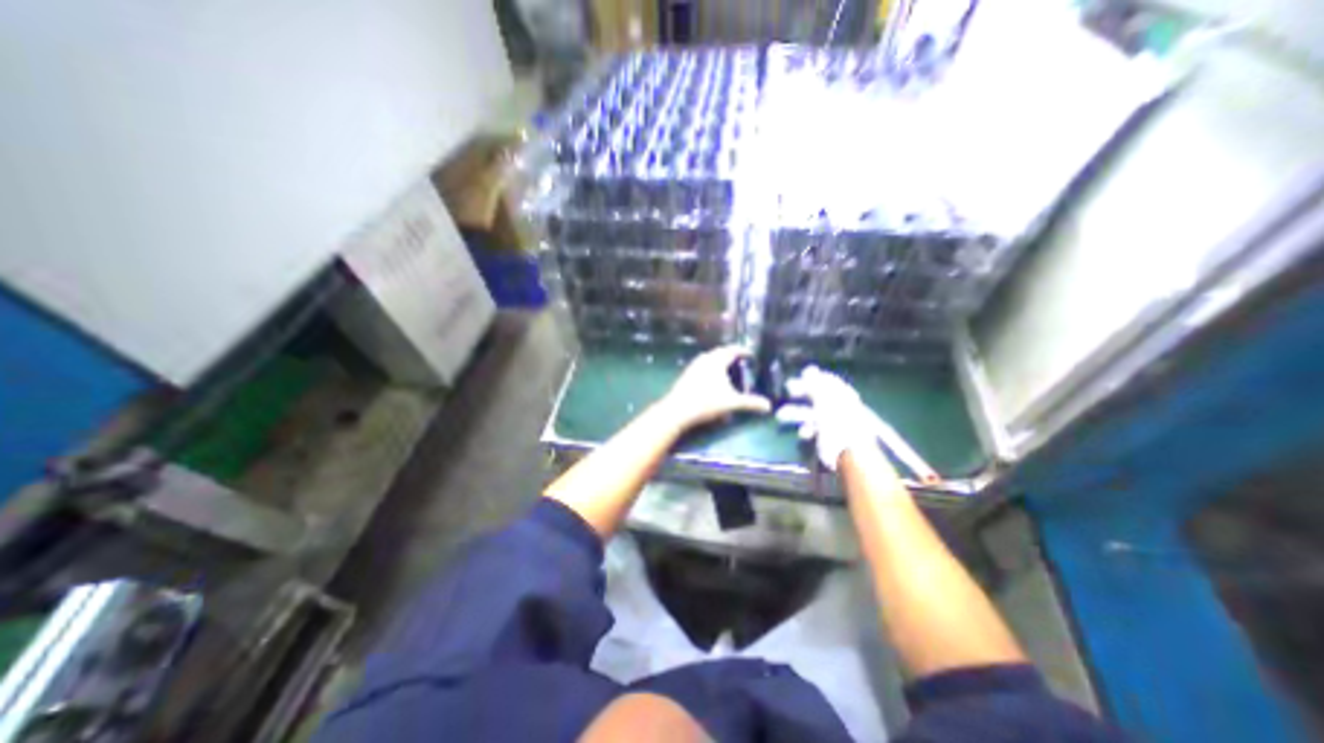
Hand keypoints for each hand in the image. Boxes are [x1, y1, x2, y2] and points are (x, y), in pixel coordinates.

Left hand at [656, 345, 771, 431]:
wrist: (678, 410)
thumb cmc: (706, 402)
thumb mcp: (732, 403)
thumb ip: (750, 403)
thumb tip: (768, 406)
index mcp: (716, 361)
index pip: (732, 350)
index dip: (742, 351)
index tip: (750, 355)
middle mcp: (705, 359)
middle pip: (720, 353)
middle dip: (730, 355)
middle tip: (740, 362)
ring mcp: (693, 366)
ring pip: (709, 359)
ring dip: (719, 362)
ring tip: (727, 370)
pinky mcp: (686, 375)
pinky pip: (701, 367)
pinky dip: (710, 369)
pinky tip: (711, 380)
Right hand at [778, 366, 875, 470]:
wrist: (849, 455)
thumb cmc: (838, 424)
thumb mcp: (825, 401)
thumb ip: (816, 386)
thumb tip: (809, 369)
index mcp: (842, 396)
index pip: (828, 381)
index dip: (814, 377)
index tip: (799, 375)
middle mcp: (839, 407)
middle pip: (817, 396)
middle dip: (801, 394)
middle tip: (788, 391)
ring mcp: (834, 423)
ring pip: (812, 413)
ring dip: (796, 413)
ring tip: (780, 416)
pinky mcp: (828, 438)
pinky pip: (814, 430)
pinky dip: (806, 430)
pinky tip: (802, 433)